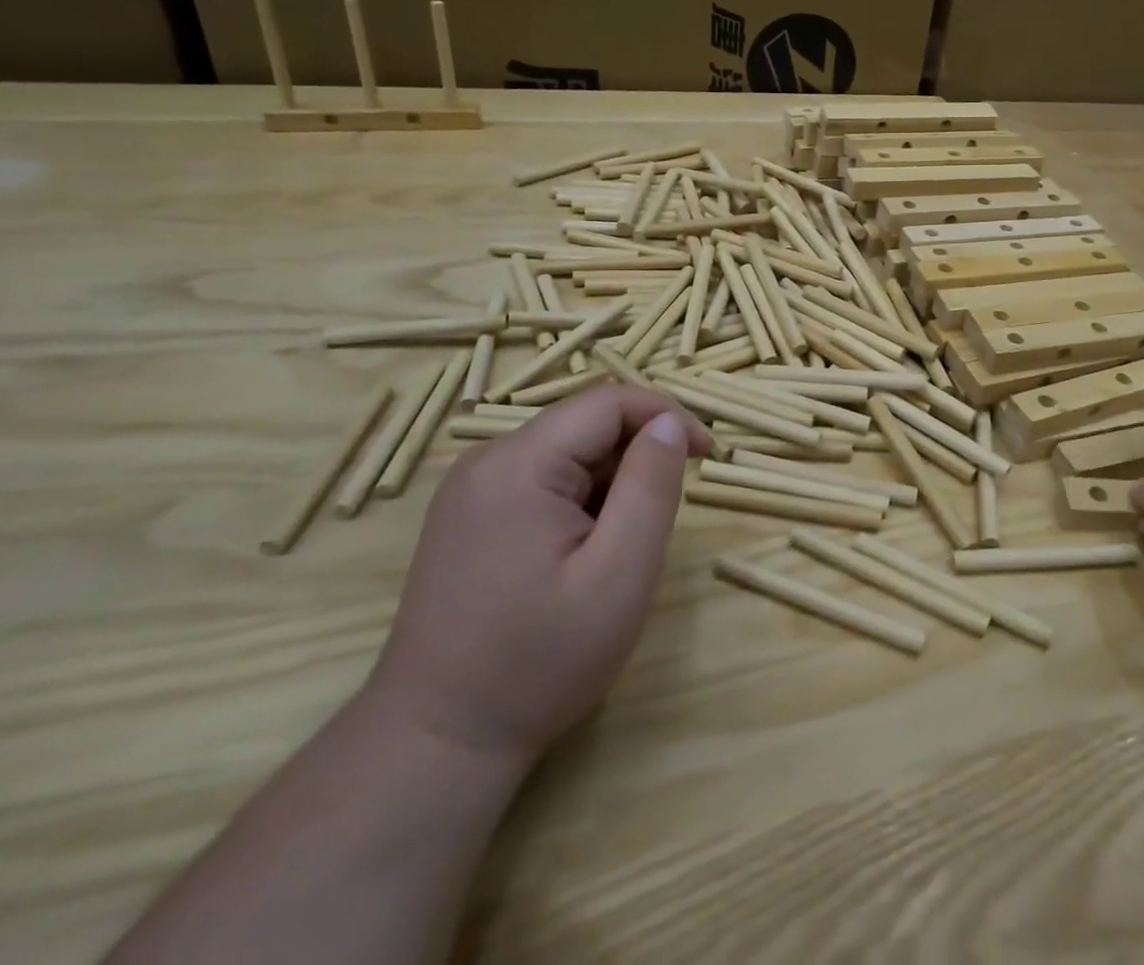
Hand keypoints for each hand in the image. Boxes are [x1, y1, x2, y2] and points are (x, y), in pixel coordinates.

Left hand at [367, 384, 712, 763]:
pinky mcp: (468, 513)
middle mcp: (487, 459)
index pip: (609, 402)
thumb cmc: (539, 661)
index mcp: (518, 463)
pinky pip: (542, 477)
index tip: (707, 454)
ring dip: (610, 479)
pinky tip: (582, 552)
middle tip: (665, 514)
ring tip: (620, 545)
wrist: (437, 741)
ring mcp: (471, 487)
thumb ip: (651, 487)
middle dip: (638, 455)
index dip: (667, 415)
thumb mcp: (619, 575)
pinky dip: (580, 498)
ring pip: (567, 450)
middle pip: (585, 423)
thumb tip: (670, 423)